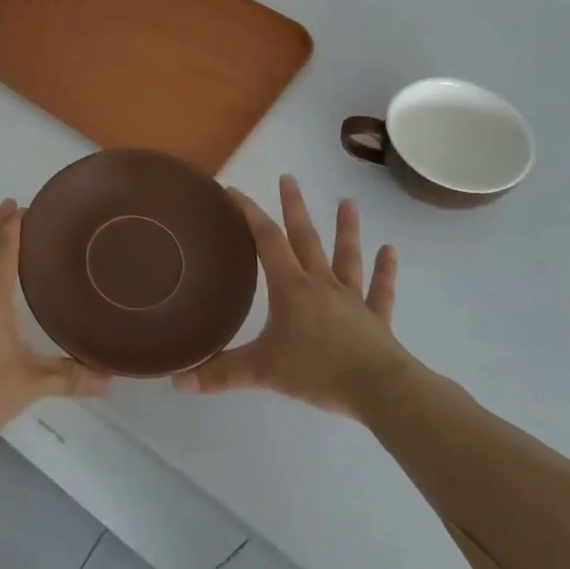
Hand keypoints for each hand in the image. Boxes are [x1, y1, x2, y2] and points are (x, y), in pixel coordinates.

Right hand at [175, 175, 411, 419]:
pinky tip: (391, 251)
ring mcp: (352, 300)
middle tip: (290, 178)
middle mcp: (321, 284)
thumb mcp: (262, 371)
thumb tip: (178, 381)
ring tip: (348, 202)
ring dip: (346, 230)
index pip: (266, 241)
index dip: (249, 214)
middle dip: (294, 207)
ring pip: (347, 256)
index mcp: (291, 288)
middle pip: (306, 238)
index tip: (234, 191)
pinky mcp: (377, 320)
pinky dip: (385, 271)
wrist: (380, 390)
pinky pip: (381, 291)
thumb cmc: (317, 371)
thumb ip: (221, 373)